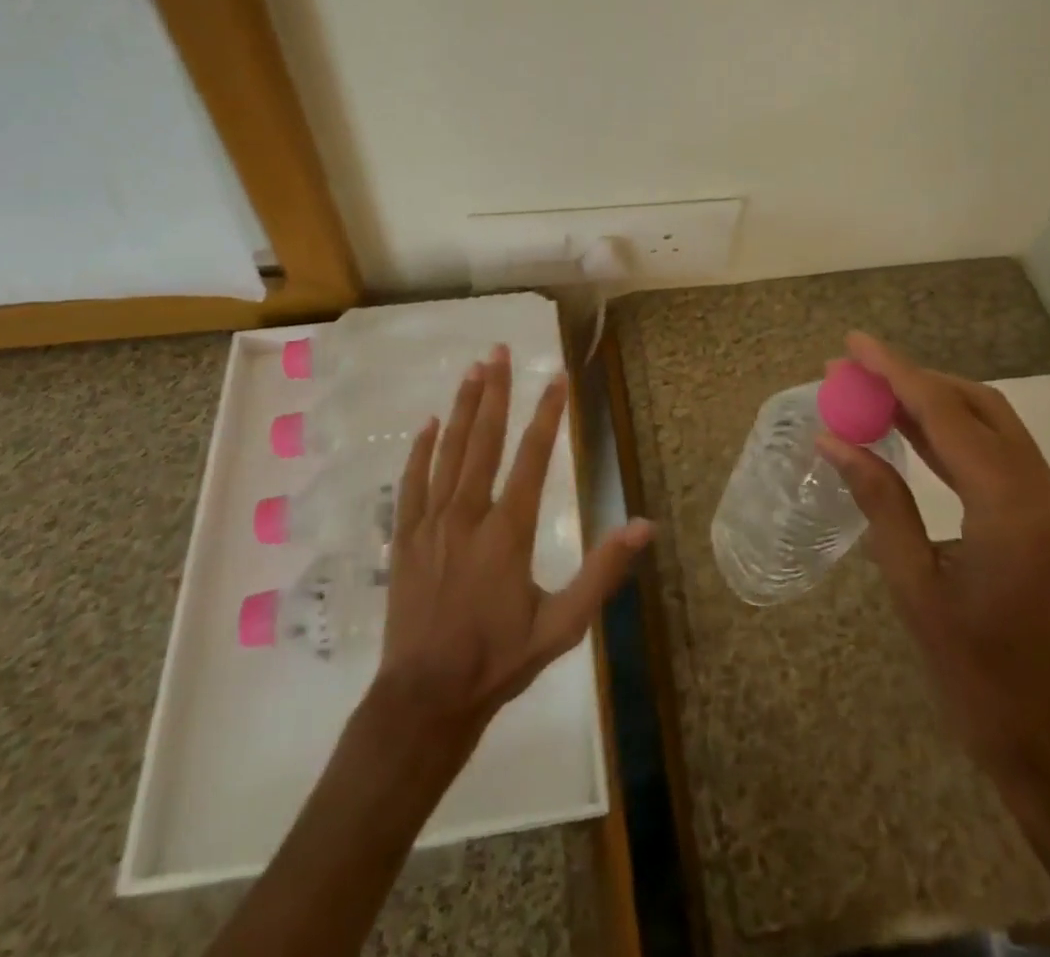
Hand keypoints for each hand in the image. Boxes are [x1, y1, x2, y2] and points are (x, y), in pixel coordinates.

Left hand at [373, 344, 653, 749]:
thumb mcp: (563, 626)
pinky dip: (420, 450)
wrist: (425, 699)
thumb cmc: (499, 661)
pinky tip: (427, 424)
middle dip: (495, 392)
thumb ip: (603, 573)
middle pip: (483, 440)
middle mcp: (468, 515)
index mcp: (508, 532)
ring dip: (461, 408)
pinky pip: (413, 482)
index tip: (556, 377)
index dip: (547, 414)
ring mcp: (431, 523)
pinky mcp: (406, 538)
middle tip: (499, 350)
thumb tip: (643, 526)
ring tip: (472, 370)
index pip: (532, 458)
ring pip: (448, 452)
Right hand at [817, 331, 1049, 918]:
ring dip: (932, 402)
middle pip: (975, 405)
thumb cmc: (978, 673)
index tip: (853, 344)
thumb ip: (879, 501)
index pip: (945, 414)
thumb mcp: (914, 585)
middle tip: (855, 370)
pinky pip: (997, 454)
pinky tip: (911, 432)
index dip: (894, 372)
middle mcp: (1043, 490)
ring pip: (990, 424)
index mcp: (1012, 505)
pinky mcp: (1048, 518)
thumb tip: (834, 440)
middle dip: (913, 379)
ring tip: (872, 391)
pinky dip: (952, 434)